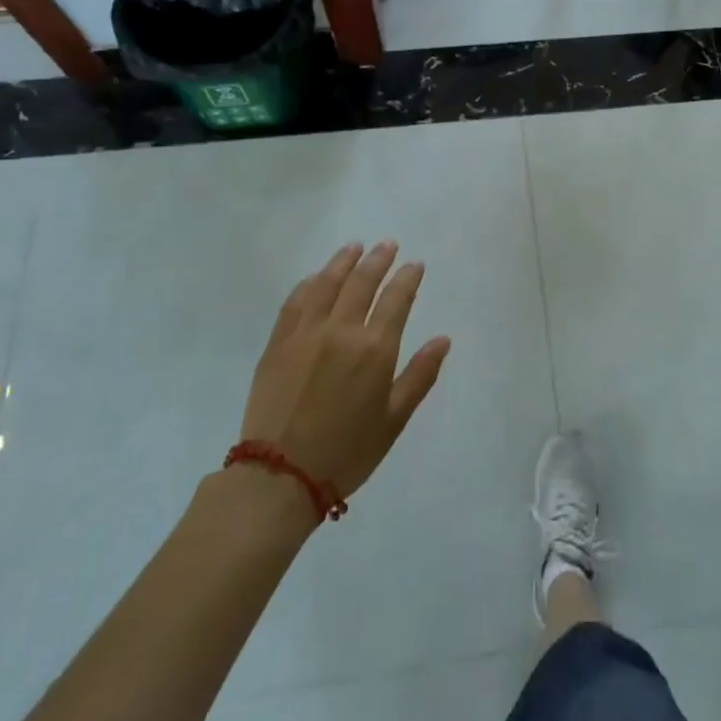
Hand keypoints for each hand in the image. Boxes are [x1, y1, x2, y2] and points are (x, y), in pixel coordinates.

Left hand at [239, 242, 451, 504]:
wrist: (280, 475)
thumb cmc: (348, 451)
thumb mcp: (394, 419)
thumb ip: (420, 375)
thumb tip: (443, 339)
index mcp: (375, 349)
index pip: (396, 299)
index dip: (407, 278)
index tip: (414, 264)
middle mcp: (341, 330)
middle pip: (362, 282)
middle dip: (378, 260)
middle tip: (387, 245)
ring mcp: (305, 333)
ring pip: (327, 283)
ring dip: (343, 261)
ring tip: (354, 247)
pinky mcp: (278, 343)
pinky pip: (295, 301)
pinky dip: (309, 283)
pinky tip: (316, 278)